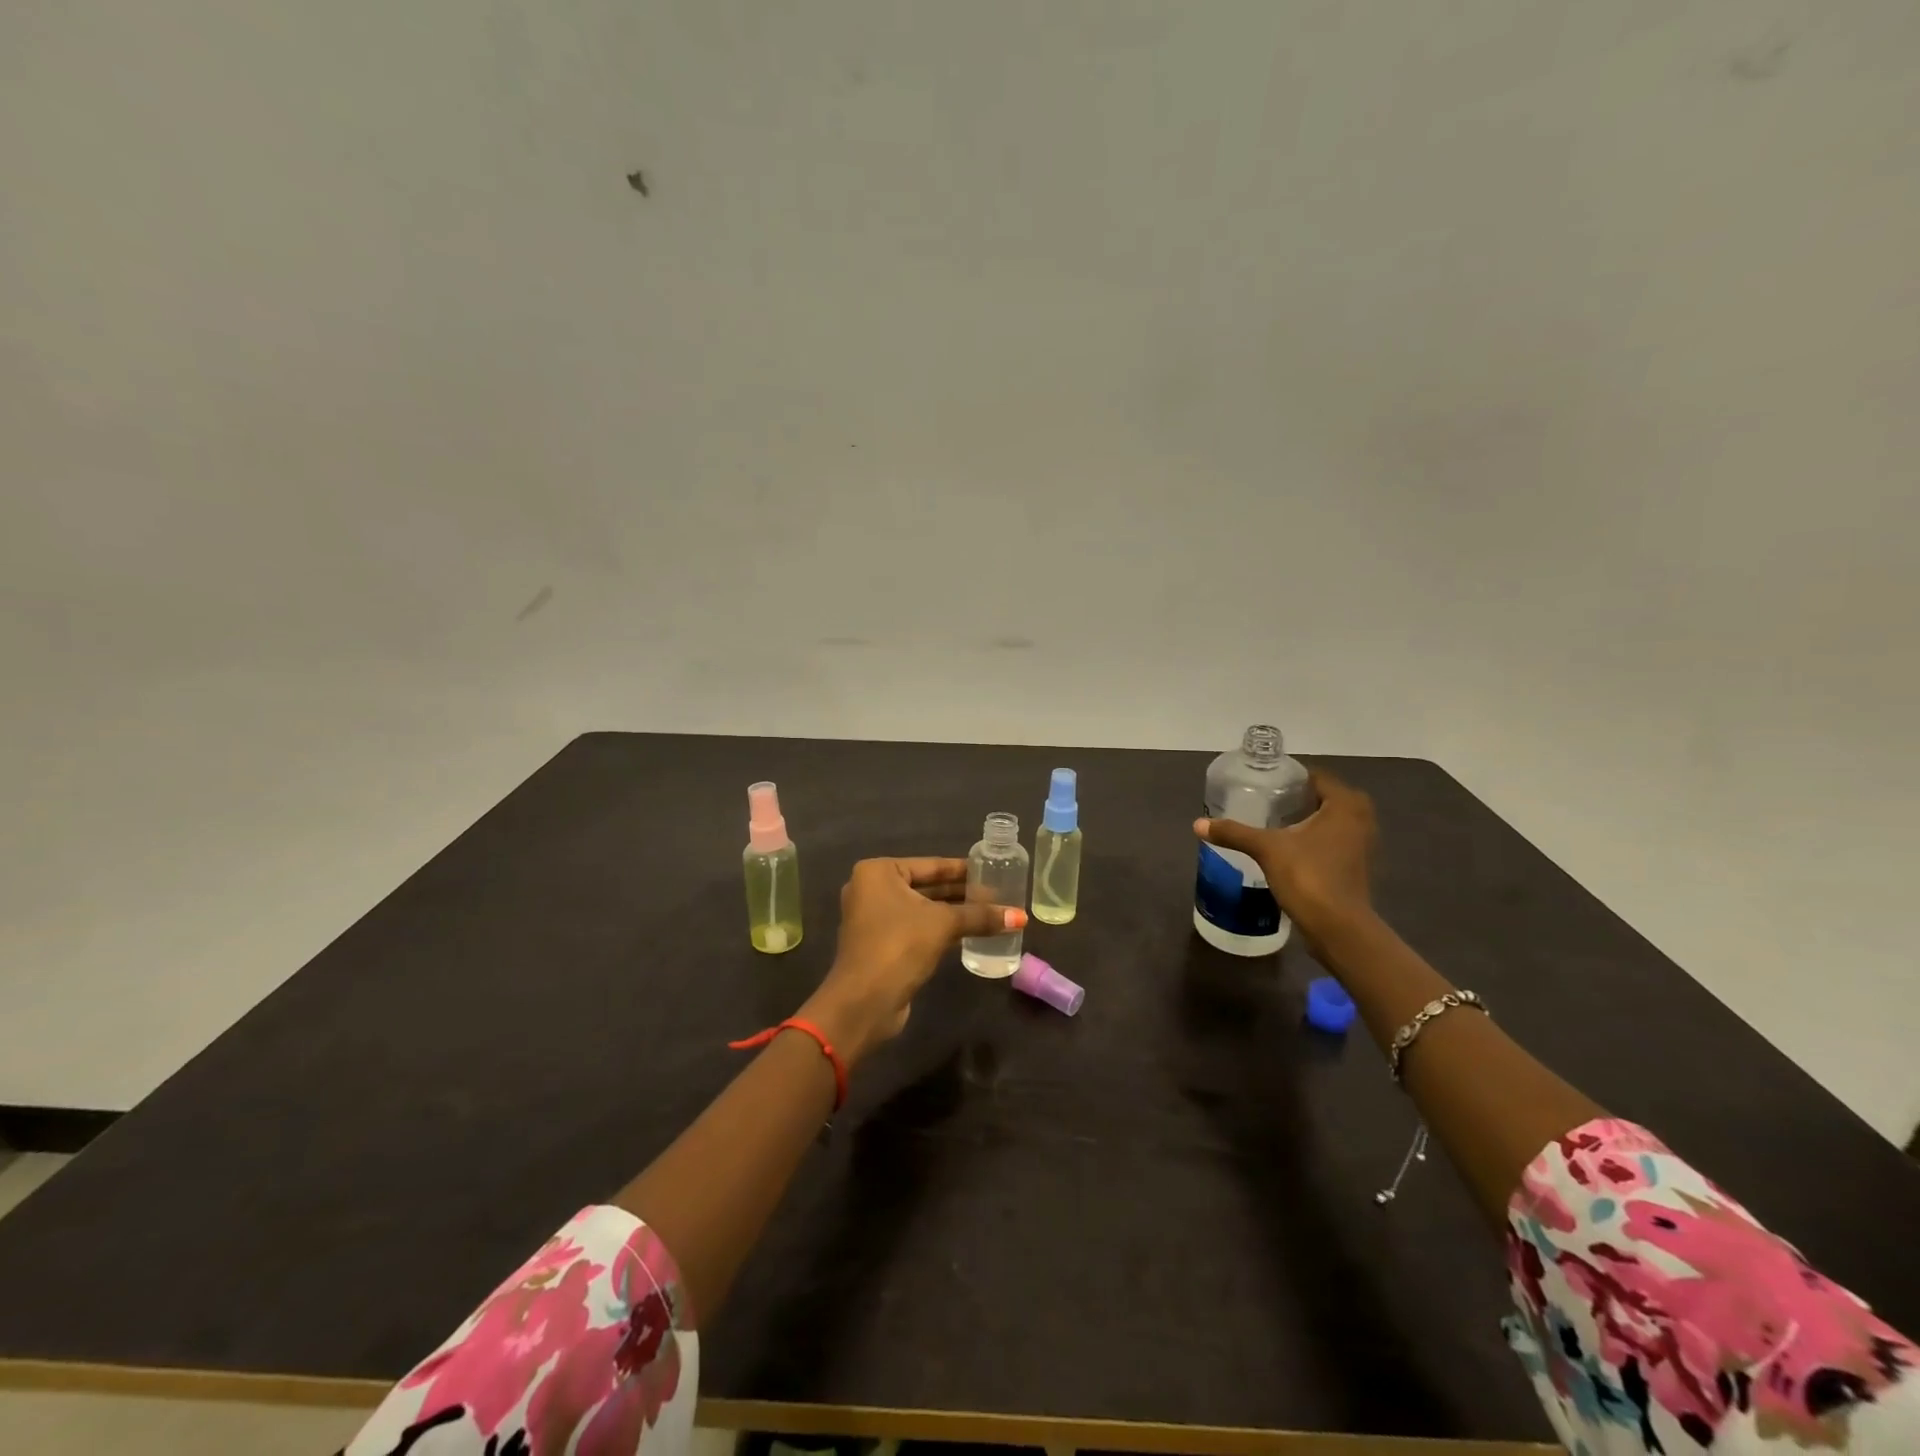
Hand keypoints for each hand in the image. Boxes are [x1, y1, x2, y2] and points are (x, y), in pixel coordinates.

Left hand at [800, 857, 1025, 1066]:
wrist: (864, 1002)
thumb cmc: (899, 945)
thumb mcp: (943, 924)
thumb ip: (980, 916)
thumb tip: (1020, 917)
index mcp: (878, 872)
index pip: (930, 864)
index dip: (963, 870)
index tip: (992, 870)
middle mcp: (872, 889)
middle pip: (926, 886)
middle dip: (960, 892)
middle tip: (997, 894)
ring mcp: (874, 919)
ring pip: (923, 909)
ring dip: (953, 913)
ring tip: (991, 912)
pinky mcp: (882, 944)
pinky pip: (917, 928)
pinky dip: (941, 929)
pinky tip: (971, 932)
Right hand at [1193, 767, 1376, 943]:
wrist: (1337, 927)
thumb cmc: (1308, 876)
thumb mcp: (1266, 849)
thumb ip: (1234, 833)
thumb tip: (1198, 824)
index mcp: (1345, 805)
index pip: (1317, 777)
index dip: (1291, 778)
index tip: (1265, 783)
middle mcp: (1361, 819)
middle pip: (1326, 798)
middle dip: (1299, 799)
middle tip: (1267, 802)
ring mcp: (1362, 845)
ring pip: (1332, 821)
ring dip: (1309, 820)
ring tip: (1274, 823)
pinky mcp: (1356, 867)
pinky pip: (1334, 841)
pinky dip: (1315, 840)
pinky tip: (1289, 848)